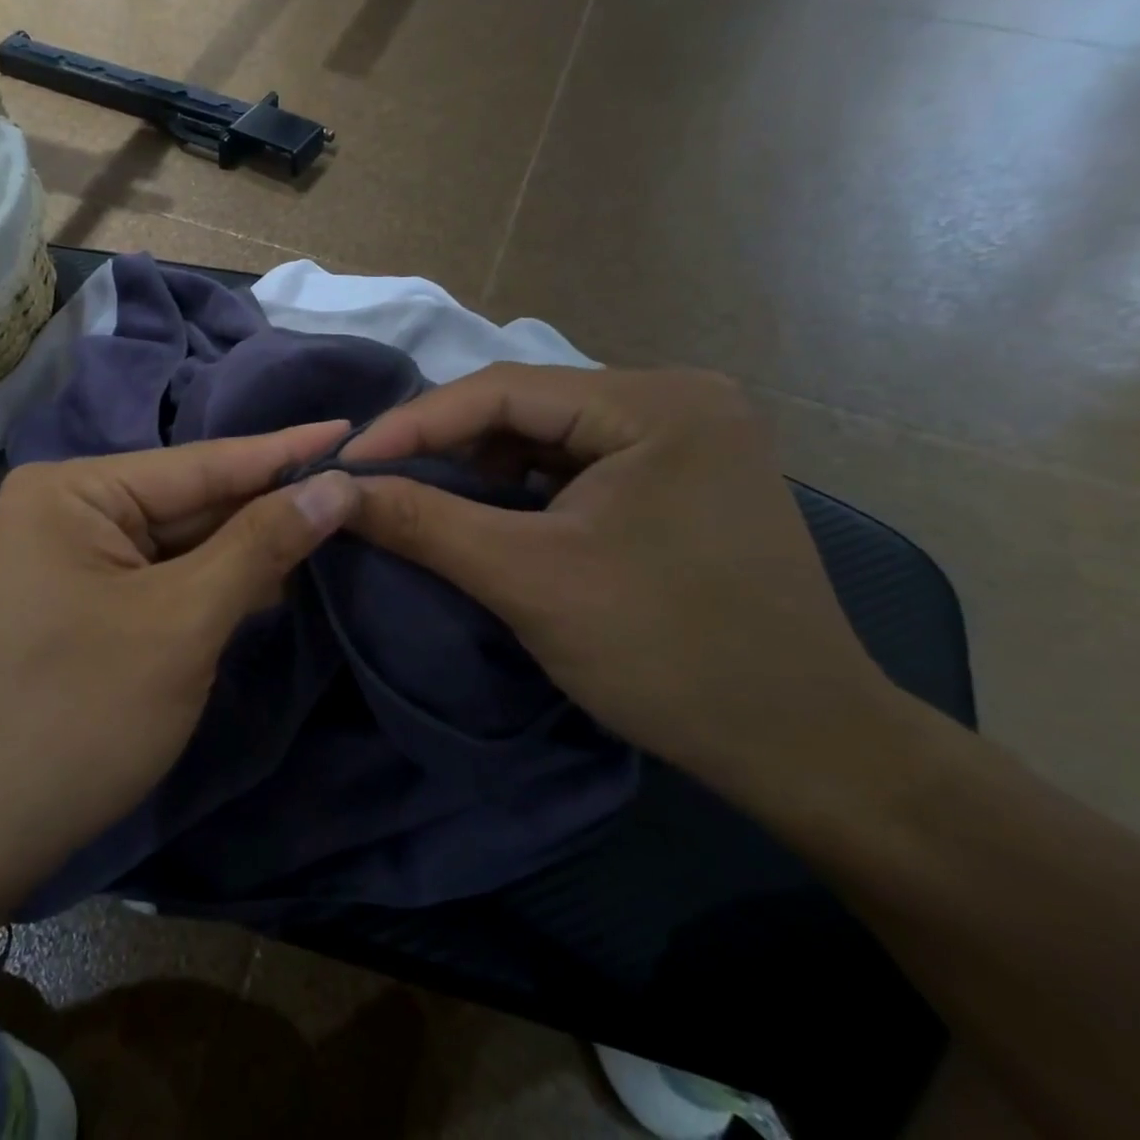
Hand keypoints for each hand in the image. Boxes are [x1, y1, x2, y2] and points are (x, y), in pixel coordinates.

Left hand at [0, 424, 359, 897]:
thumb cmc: (77, 717)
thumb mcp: (181, 624)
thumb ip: (260, 546)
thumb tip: (335, 486)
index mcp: (73, 490)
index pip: (202, 463)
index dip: (284, 451)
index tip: (353, 427)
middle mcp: (68, 508)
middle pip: (192, 501)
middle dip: (270, 505)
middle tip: (359, 488)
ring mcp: (72, 557)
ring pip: (182, 542)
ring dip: (249, 546)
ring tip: (336, 524)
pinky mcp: (83, 601)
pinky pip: (163, 577)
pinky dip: (215, 582)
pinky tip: (274, 576)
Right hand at [342, 365, 906, 801]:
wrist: (807, 751)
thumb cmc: (670, 655)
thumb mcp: (529, 581)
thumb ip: (423, 523)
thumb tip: (333, 491)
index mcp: (656, 403)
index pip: (503, 389)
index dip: (414, 424)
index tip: (345, 462)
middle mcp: (675, 401)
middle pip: (524, 408)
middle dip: (444, 447)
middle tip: (375, 481)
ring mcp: (681, 439)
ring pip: (544, 437)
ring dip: (478, 470)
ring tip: (420, 501)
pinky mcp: (677, 479)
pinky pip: (572, 466)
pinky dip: (518, 491)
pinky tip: (486, 518)